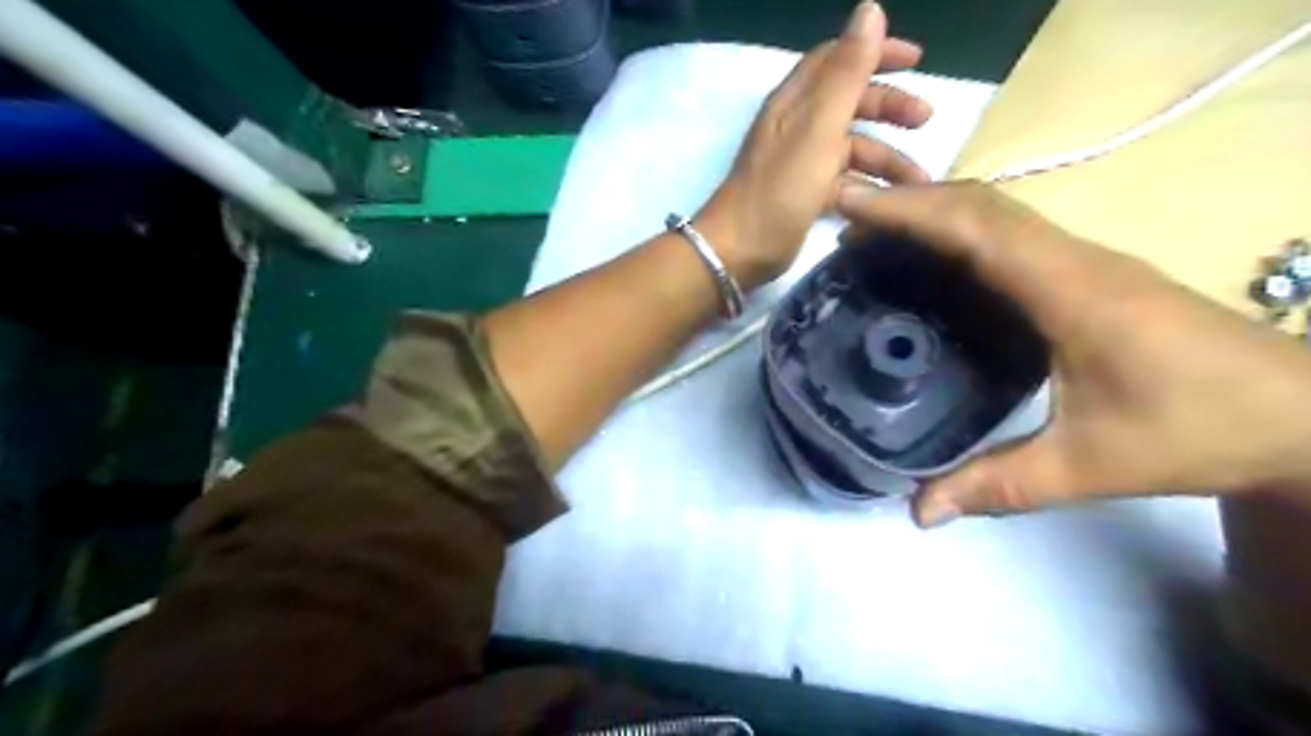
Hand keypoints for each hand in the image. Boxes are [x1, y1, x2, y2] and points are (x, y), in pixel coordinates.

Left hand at [695, 1, 931, 289]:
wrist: (740, 251)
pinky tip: (887, 203)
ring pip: (850, 148)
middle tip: (926, 120)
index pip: (837, 59)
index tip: (917, 60)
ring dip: (885, 158)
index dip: (876, 52)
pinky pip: (842, 182)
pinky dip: (866, 187)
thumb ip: (846, 73)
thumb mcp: (818, 128)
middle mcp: (796, 127)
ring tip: (918, 180)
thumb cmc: (779, 190)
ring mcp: (800, 164)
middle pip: (849, 103)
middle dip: (889, 108)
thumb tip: (870, 8)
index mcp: (795, 102)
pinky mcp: (803, 196)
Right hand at [834, 181, 1309, 527]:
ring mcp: (1085, 262)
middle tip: (848, 223)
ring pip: (999, 213)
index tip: (851, 207)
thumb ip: (998, 486)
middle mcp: (1073, 260)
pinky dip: (963, 232)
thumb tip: (918, 512)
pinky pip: (1013, 236)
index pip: (975, 227)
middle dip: (909, 203)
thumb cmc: (1199, 431)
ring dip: (936, 212)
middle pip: (981, 205)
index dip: (909, 211)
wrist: (1303, 416)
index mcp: (1068, 291)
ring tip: (878, 236)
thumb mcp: (1088, 467)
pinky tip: (938, 262)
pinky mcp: (1090, 275)